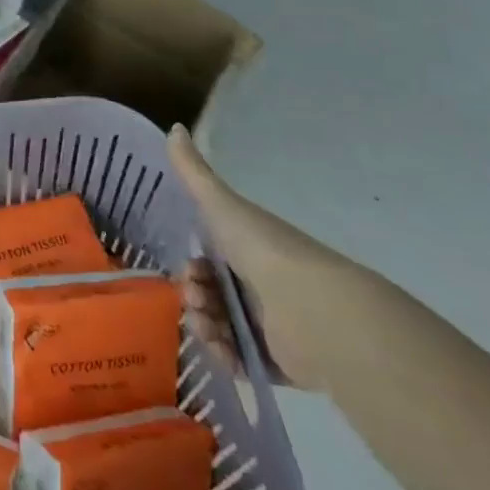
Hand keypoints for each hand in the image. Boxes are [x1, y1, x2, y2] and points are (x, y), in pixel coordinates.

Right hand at [166, 123, 345, 391]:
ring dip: (204, 328)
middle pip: (211, 294)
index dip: (192, 266)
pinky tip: (222, 351)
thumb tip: (174, 127)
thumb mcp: (221, 205)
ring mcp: (270, 324)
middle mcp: (259, 285)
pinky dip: (226, 358)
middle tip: (197, 301)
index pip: (209, 260)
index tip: (189, 271)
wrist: (314, 309)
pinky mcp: (279, 361)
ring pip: (221, 328)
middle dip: (194, 297)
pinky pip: (242, 362)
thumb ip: (193, 172)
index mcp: (248, 250)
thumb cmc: (264, 250)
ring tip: (209, 330)